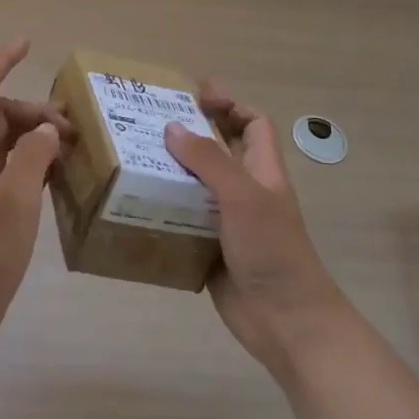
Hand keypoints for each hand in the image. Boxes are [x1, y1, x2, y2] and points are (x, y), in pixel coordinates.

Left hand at [0, 40, 72, 355]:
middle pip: (0, 115)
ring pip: (8, 144)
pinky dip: (36, 165)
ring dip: (37, 137)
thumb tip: (47, 129)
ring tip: (74, 148)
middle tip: (73, 127)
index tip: (26, 43)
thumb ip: (33, 156)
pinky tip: (61, 178)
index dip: (1, 62)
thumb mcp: (14, 198)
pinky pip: (14, 171)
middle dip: (34, 110)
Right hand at [165, 83, 347, 384]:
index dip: (230, 106)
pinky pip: (183, 219)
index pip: (253, 124)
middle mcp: (245, 191)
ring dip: (169, 171)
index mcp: (262, 171)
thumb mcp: (242, 196)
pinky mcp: (209, 247)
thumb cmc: (272, 250)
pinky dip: (163, 209)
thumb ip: (209, 159)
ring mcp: (227, 221)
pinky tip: (135, 203)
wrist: (286, 322)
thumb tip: (172, 128)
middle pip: (218, 151)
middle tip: (148, 122)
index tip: (195, 96)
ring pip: (196, 185)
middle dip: (188, 135)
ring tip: (132, 157)